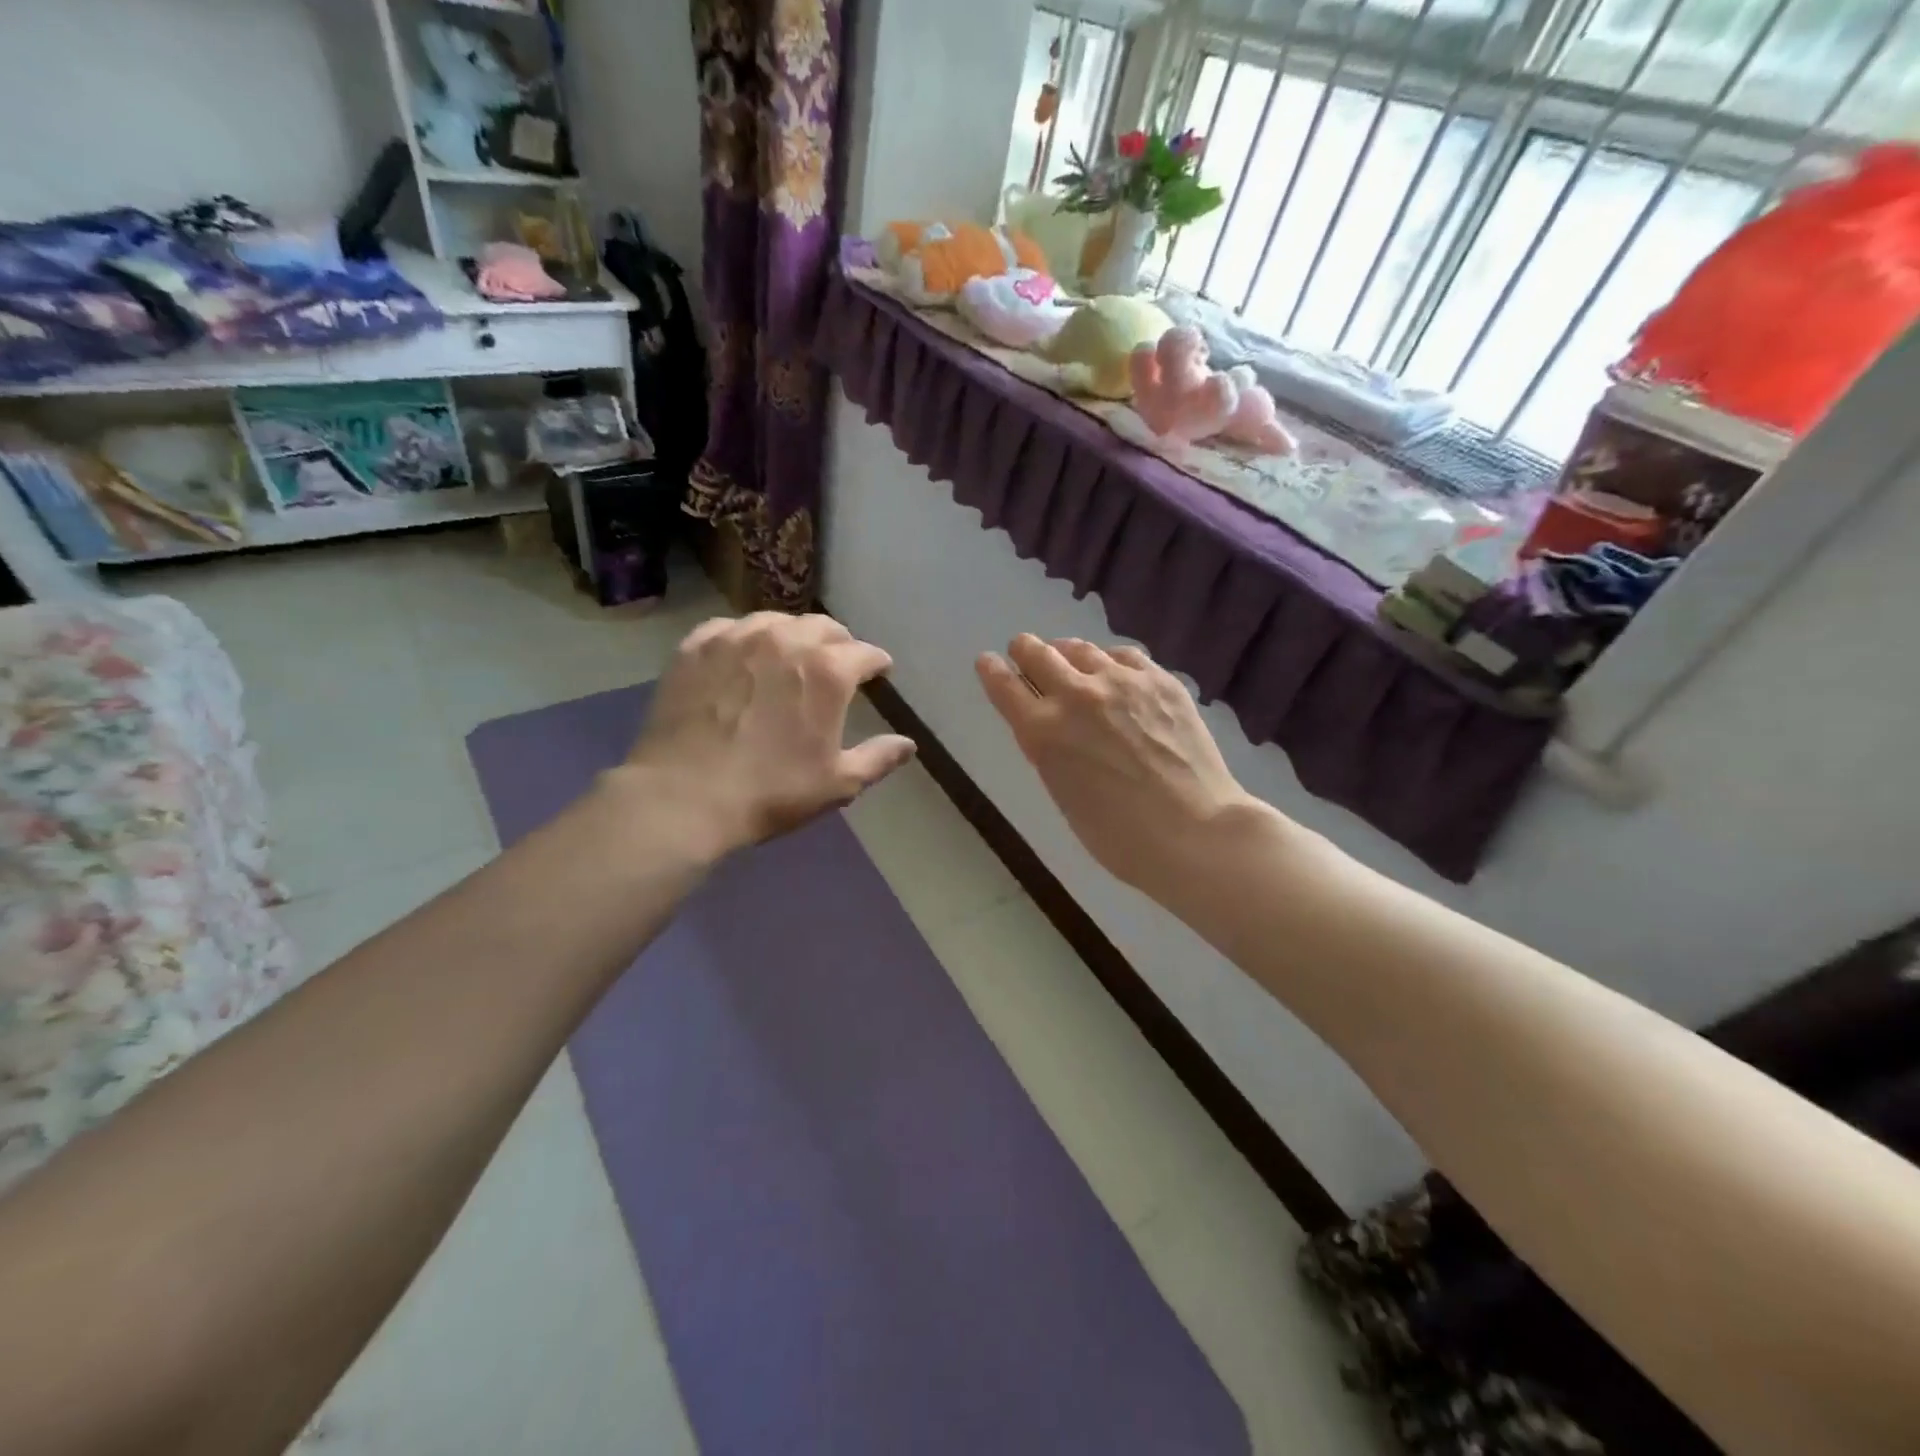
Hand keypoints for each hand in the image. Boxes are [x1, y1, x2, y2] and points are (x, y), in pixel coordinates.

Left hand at [625, 613, 915, 857]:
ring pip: (777, 620)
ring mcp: (737, 637)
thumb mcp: (838, 783)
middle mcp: (786, 640)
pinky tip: (743, 655)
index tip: (879, 672)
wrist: (684, 797)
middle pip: (824, 627)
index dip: (877, 663)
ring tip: (791, 655)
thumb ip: (878, 758)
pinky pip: (730, 628)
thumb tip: (909, 745)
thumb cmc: (771, 792)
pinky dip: (746, 638)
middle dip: (839, 643)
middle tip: (838, 663)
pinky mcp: (696, 646)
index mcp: (828, 671)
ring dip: (793, 635)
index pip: (865, 653)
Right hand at [976, 635, 1256, 895]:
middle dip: (1025, 651)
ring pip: (1078, 647)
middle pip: (1036, 651)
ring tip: (1070, 660)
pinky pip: (1122, 654)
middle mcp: (1075, 695)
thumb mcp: (1063, 794)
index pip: (1003, 685)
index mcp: (1042, 732)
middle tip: (1027, 654)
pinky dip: (1109, 660)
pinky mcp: (1158, 679)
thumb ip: (1050, 750)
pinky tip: (1114, 671)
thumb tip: (1052, 726)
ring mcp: (1120, 681)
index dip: (992, 670)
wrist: (1194, 831)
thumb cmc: (1119, 836)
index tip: (988, 662)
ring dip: (1066, 653)